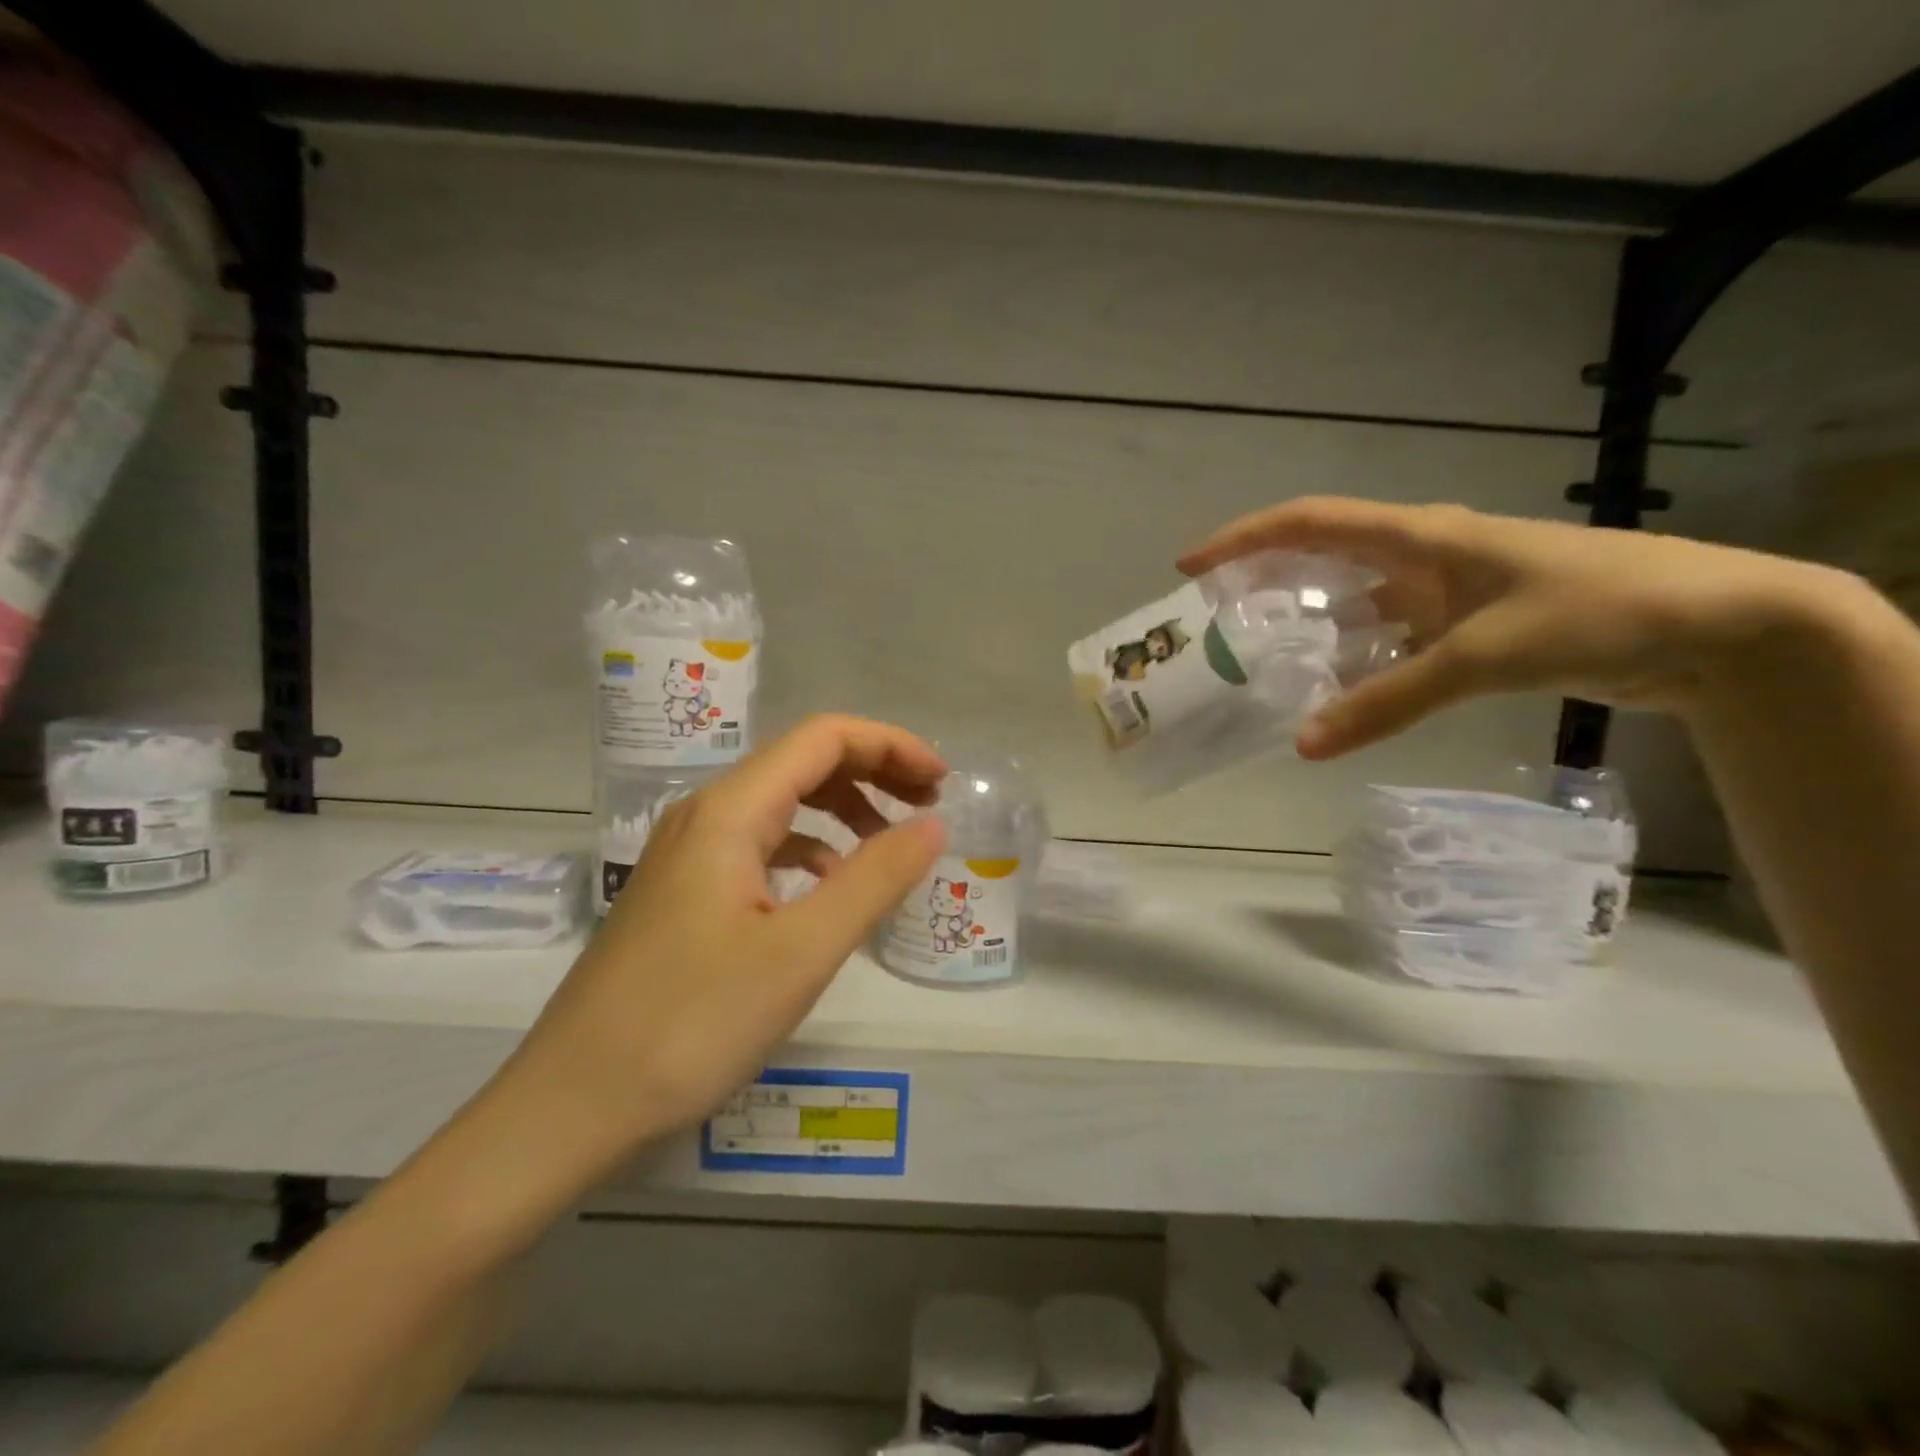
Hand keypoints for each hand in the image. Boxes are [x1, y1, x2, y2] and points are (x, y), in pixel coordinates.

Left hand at [494, 715, 946, 1174]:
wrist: (571, 1104)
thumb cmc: (690, 1024)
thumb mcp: (801, 953)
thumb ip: (874, 880)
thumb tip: (933, 825)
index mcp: (730, 811)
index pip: (823, 738)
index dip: (890, 745)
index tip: (943, 782)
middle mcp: (705, 815)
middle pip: (803, 762)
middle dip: (874, 772)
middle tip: (930, 806)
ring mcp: (689, 853)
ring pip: (782, 804)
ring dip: (844, 809)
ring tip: (893, 844)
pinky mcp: (685, 891)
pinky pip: (762, 844)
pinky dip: (811, 848)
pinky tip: (831, 886)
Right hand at [1179, 496, 1860, 757]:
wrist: (1721, 626)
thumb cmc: (1597, 612)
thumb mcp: (1481, 657)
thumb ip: (1386, 701)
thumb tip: (1302, 745)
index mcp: (1420, 537)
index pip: (1309, 523)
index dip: (1243, 540)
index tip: (1191, 567)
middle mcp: (1424, 555)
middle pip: (1322, 557)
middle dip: (1263, 580)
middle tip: (1216, 618)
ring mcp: (1447, 590)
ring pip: (1356, 602)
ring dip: (1309, 625)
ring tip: (1260, 658)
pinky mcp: (1469, 624)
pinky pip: (1390, 637)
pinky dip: (1356, 660)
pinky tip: (1336, 691)